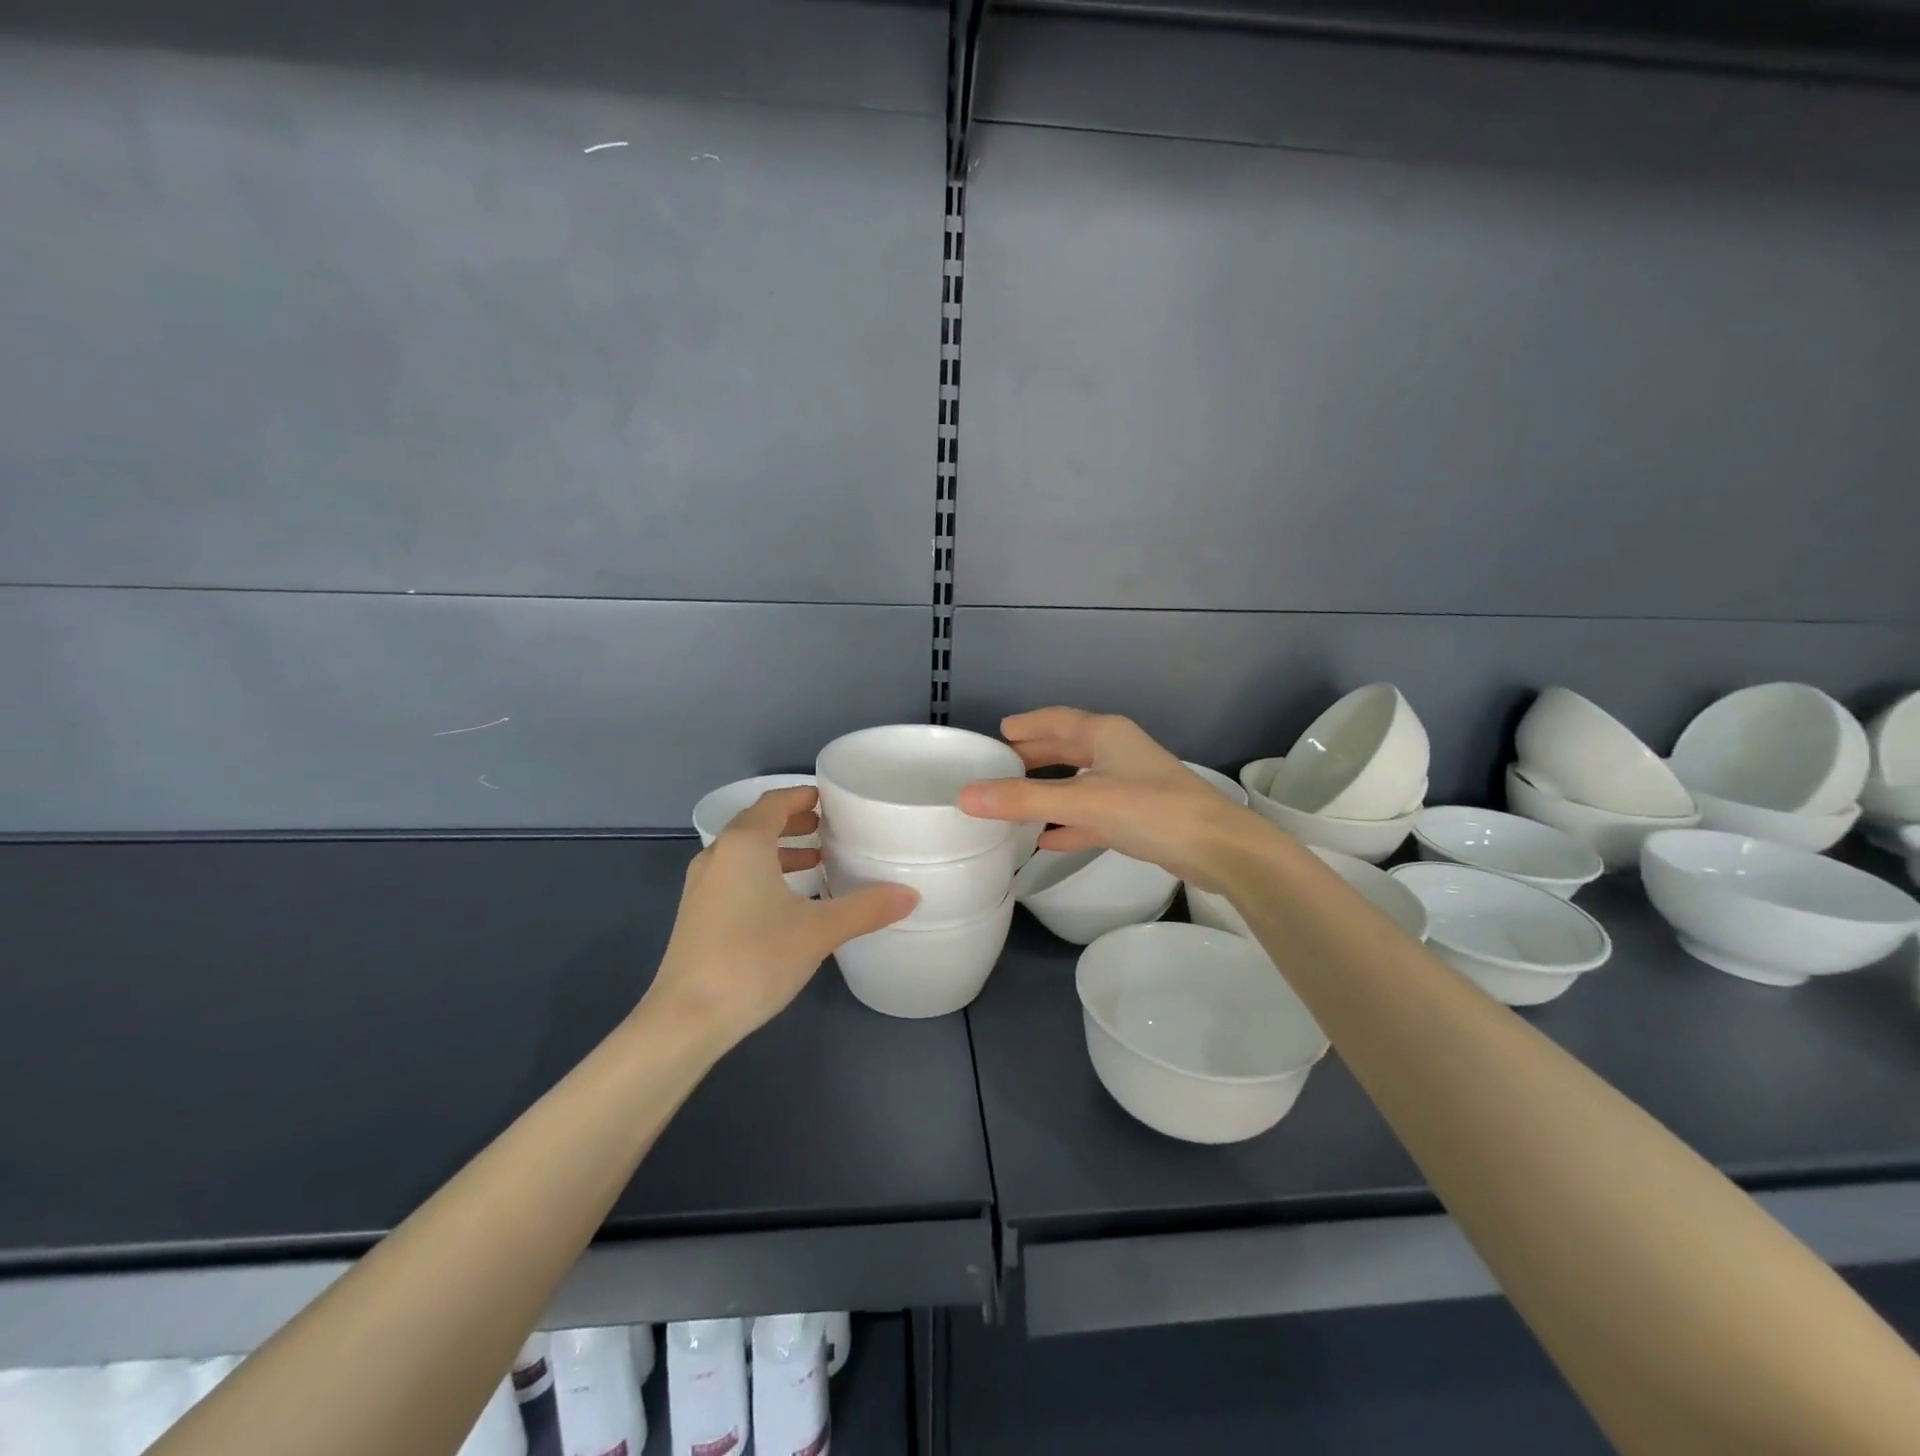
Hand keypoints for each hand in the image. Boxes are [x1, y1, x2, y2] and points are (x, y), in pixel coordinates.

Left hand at [645, 787, 917, 1052]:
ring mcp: (701, 886)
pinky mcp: (696, 914)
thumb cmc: (754, 958)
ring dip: (778, 850)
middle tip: (828, 829)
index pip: (773, 802)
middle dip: (793, 823)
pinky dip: (762, 873)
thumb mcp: (819, 931)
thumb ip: (866, 908)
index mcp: (744, 844)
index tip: (829, 800)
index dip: (801, 796)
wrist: (686, 1018)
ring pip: (743, 853)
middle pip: (757, 824)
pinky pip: (733, 876)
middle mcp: (718, 855)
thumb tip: (911, 895)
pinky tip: (786, 902)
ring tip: (815, 862)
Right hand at [956, 708, 1271, 889]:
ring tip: (1014, 799)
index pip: (1056, 720)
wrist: (1218, 848)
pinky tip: (1047, 838)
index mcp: (1105, 734)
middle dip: (1034, 756)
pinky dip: (1069, 822)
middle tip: (998, 765)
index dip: (1026, 724)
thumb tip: (965, 796)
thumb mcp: (1084, 801)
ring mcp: (1130, 785)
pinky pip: (1092, 814)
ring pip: (1079, 782)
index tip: (998, 732)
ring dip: (1049, 790)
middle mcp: (1118, 752)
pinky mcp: (1139, 817)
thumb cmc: (1151, 809)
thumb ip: (1024, 800)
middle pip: (1067, 748)